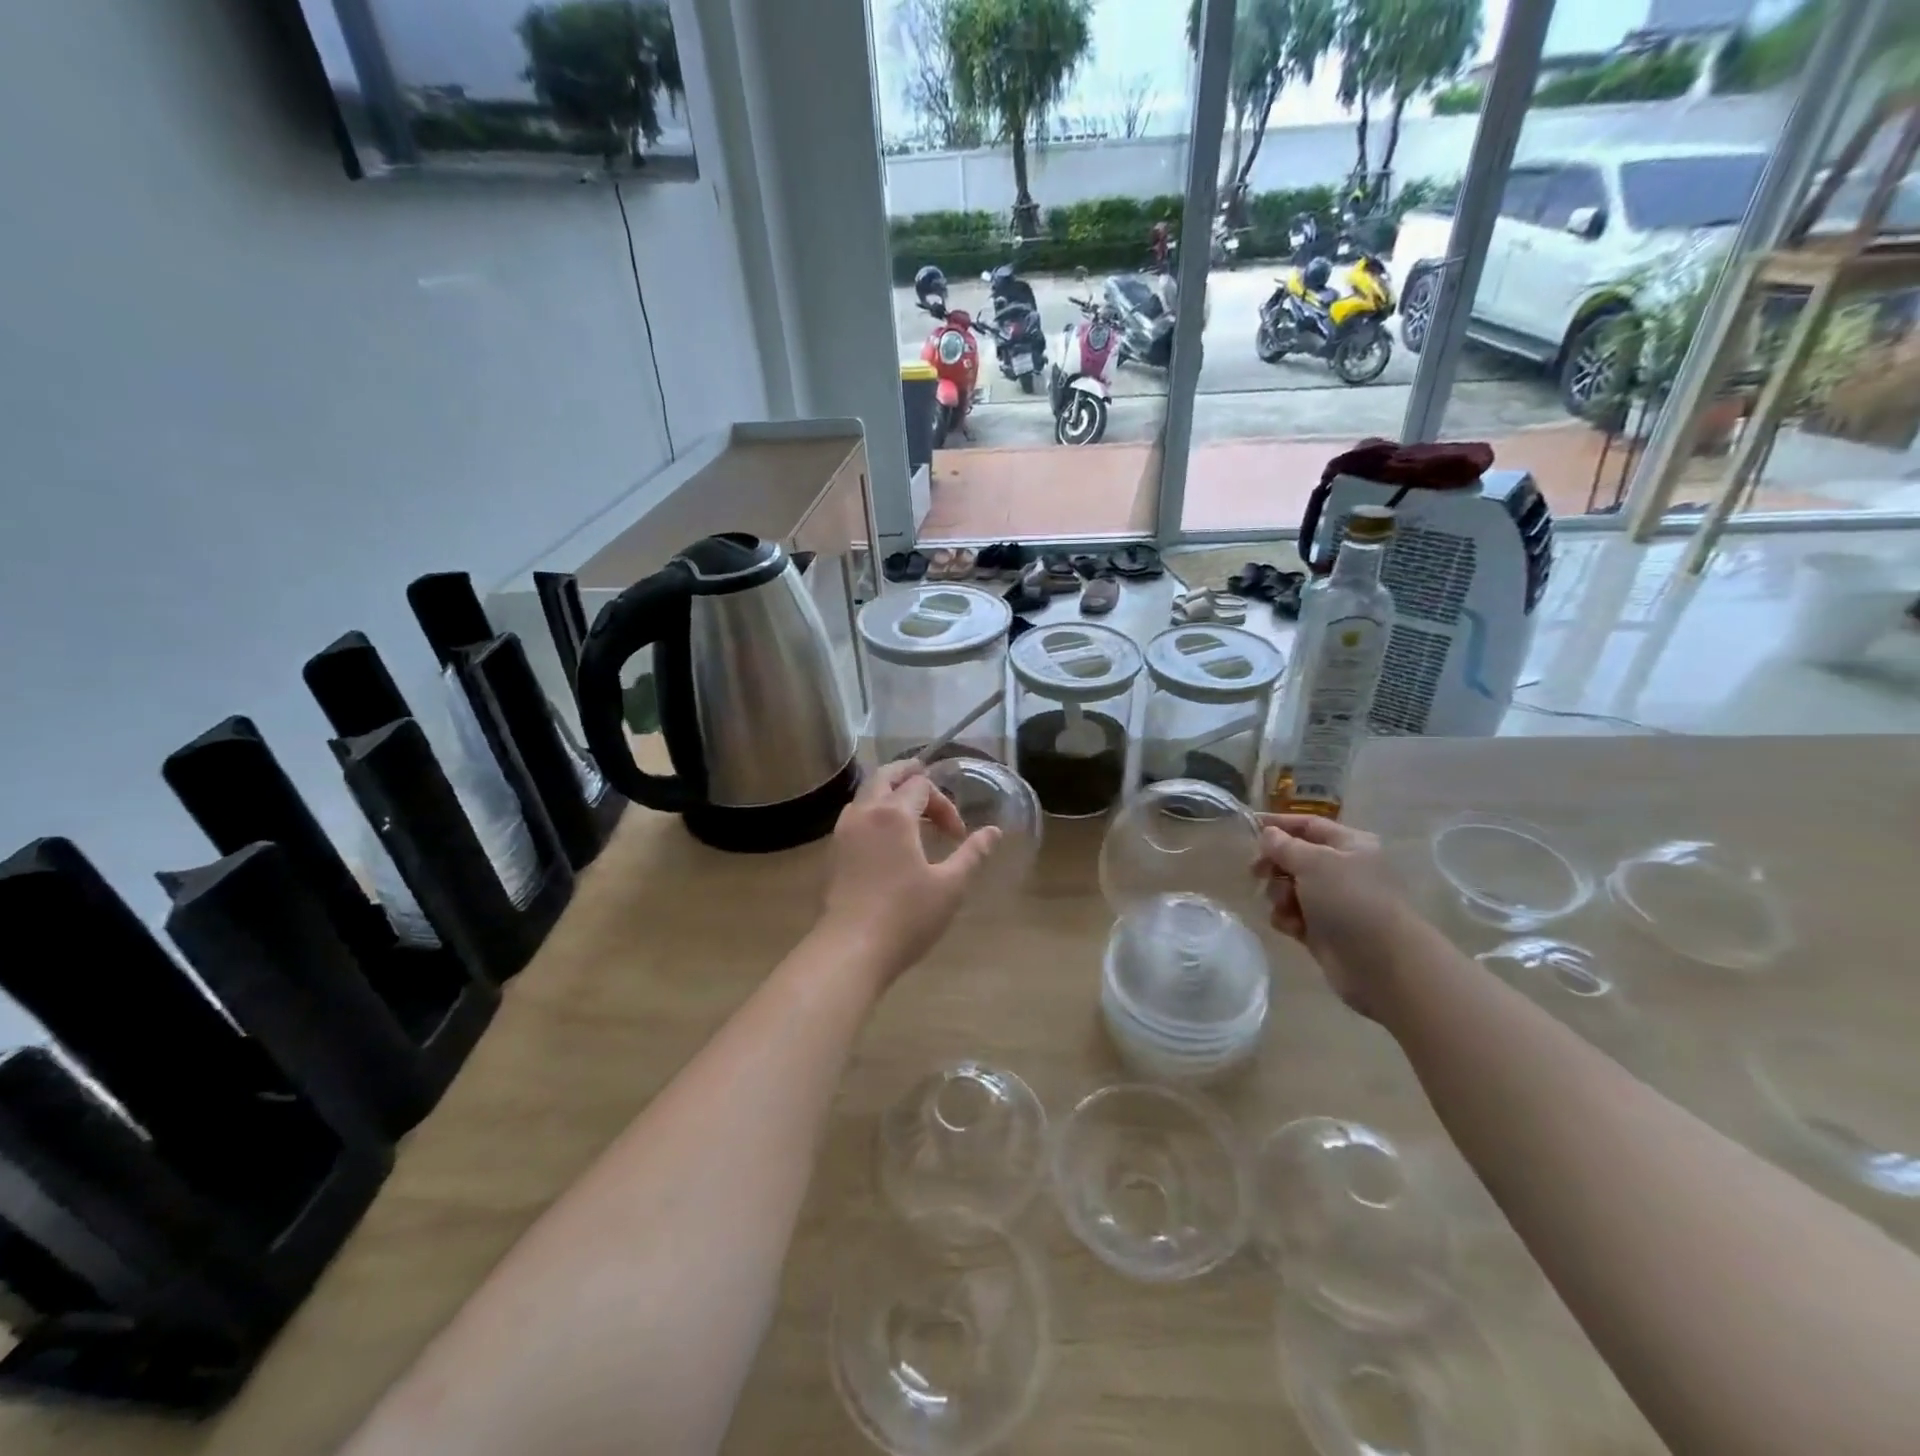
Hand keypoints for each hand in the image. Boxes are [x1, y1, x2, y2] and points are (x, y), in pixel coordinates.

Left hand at [819, 760, 999, 980]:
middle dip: (909, 776)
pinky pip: (855, 816)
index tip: (957, 836)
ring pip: (865, 795)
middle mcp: (864, 813)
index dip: (944, 804)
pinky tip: (887, 838)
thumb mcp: (950, 886)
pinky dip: (873, 812)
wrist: (851, 950)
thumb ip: (973, 854)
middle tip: (929, 783)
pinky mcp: (833, 853)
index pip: (921, 785)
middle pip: (885, 776)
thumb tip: (994, 832)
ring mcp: (843, 832)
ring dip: (889, 793)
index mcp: (893, 814)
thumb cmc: (905, 916)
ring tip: (910, 812)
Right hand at [1254, 814, 1417, 1015]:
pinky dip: (1287, 918)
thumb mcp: (1314, 862)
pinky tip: (1292, 927)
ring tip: (1286, 906)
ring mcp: (1333, 902)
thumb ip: (1284, 845)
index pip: (1308, 825)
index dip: (1278, 824)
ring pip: (1290, 887)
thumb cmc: (1349, 901)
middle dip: (1275, 864)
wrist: (1381, 964)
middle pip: (1295, 857)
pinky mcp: (1322, 930)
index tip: (1248, 827)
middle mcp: (1342, 869)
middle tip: (1256, 873)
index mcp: (1349, 845)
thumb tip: (1268, 834)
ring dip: (1279, 894)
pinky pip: (1293, 915)